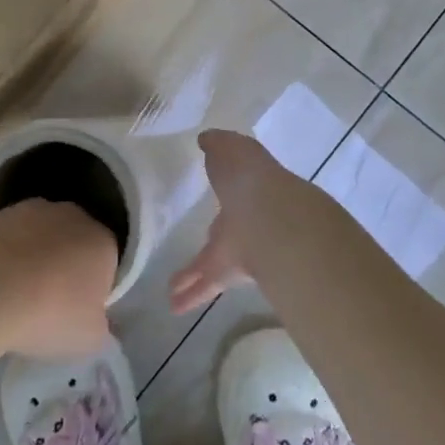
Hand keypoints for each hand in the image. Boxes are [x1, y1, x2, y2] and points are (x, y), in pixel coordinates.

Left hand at [0, 199, 118, 359]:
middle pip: (75, 242)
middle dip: (66, 265)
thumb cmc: (49, 314)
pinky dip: (6, 255)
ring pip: (41, 236)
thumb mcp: (90, 339)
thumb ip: (101, 326)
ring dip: (34, 256)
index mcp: (103, 241)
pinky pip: (10, 239)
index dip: (94, 287)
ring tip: (16, 295)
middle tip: (49, 302)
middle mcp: (73, 216)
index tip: (78, 311)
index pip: (107, 262)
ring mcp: (32, 210)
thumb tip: (95, 320)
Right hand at [169, 129, 312, 314]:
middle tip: (203, 241)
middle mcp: (246, 220)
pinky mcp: (230, 273)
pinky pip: (207, 283)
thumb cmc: (250, 178)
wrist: (271, 218)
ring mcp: (240, 248)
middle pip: (225, 231)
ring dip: (194, 276)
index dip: (224, 192)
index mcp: (248, 189)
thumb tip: (206, 139)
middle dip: (213, 237)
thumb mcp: (232, 149)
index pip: (233, 191)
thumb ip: (219, 145)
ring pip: (212, 263)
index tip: (213, 199)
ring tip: (172, 291)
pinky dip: (191, 294)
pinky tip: (173, 305)